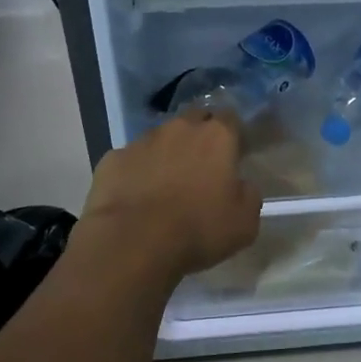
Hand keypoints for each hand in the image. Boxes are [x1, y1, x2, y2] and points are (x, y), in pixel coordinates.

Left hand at [80, 109, 260, 277]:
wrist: (133, 243)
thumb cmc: (198, 230)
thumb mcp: (245, 222)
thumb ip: (249, 194)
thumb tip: (240, 185)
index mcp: (217, 136)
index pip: (231, 118)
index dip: (234, 135)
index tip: (234, 156)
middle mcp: (179, 128)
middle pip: (194, 120)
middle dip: (199, 136)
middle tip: (201, 167)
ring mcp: (142, 141)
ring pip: (159, 138)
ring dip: (166, 154)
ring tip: (165, 186)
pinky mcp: (112, 159)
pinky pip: (130, 160)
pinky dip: (135, 173)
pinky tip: (135, 198)